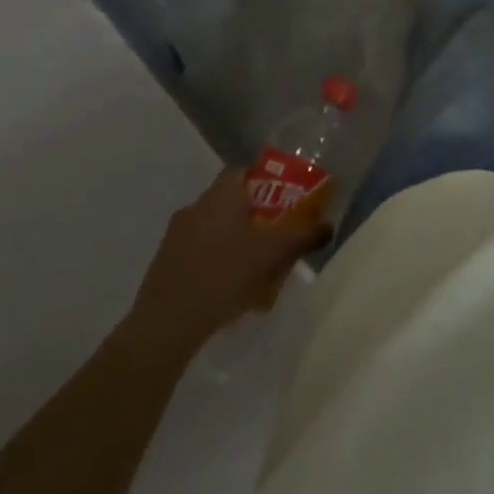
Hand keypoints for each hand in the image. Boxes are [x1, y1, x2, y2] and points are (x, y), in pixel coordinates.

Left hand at [128, 169, 331, 346]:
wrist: (167, 323)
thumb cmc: (225, 274)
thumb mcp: (274, 253)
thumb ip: (305, 236)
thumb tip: (329, 226)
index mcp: (221, 194)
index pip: (245, 170)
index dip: (267, 181)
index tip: (284, 201)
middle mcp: (196, 205)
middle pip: (231, 199)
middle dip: (254, 214)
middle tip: (275, 234)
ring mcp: (176, 234)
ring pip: (214, 225)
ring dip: (234, 238)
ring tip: (255, 264)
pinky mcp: (165, 261)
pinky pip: (198, 249)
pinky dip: (215, 258)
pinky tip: (228, 285)